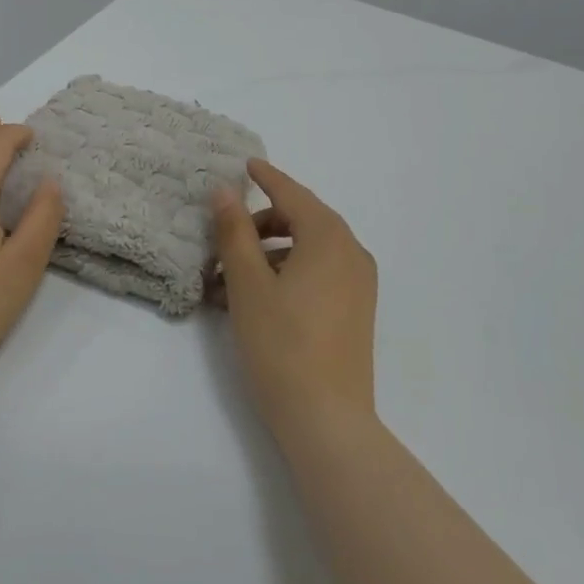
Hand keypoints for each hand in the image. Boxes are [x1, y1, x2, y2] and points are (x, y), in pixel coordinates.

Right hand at [212, 160, 377, 440]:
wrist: (327, 419)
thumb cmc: (282, 344)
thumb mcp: (248, 284)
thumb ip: (234, 232)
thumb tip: (225, 191)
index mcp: (329, 238)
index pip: (293, 194)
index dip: (267, 177)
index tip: (246, 164)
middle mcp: (352, 252)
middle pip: (303, 220)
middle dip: (263, 222)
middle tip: (226, 236)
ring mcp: (359, 283)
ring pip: (310, 249)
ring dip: (272, 252)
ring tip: (231, 277)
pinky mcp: (356, 310)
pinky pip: (320, 273)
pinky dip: (290, 272)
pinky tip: (258, 297)